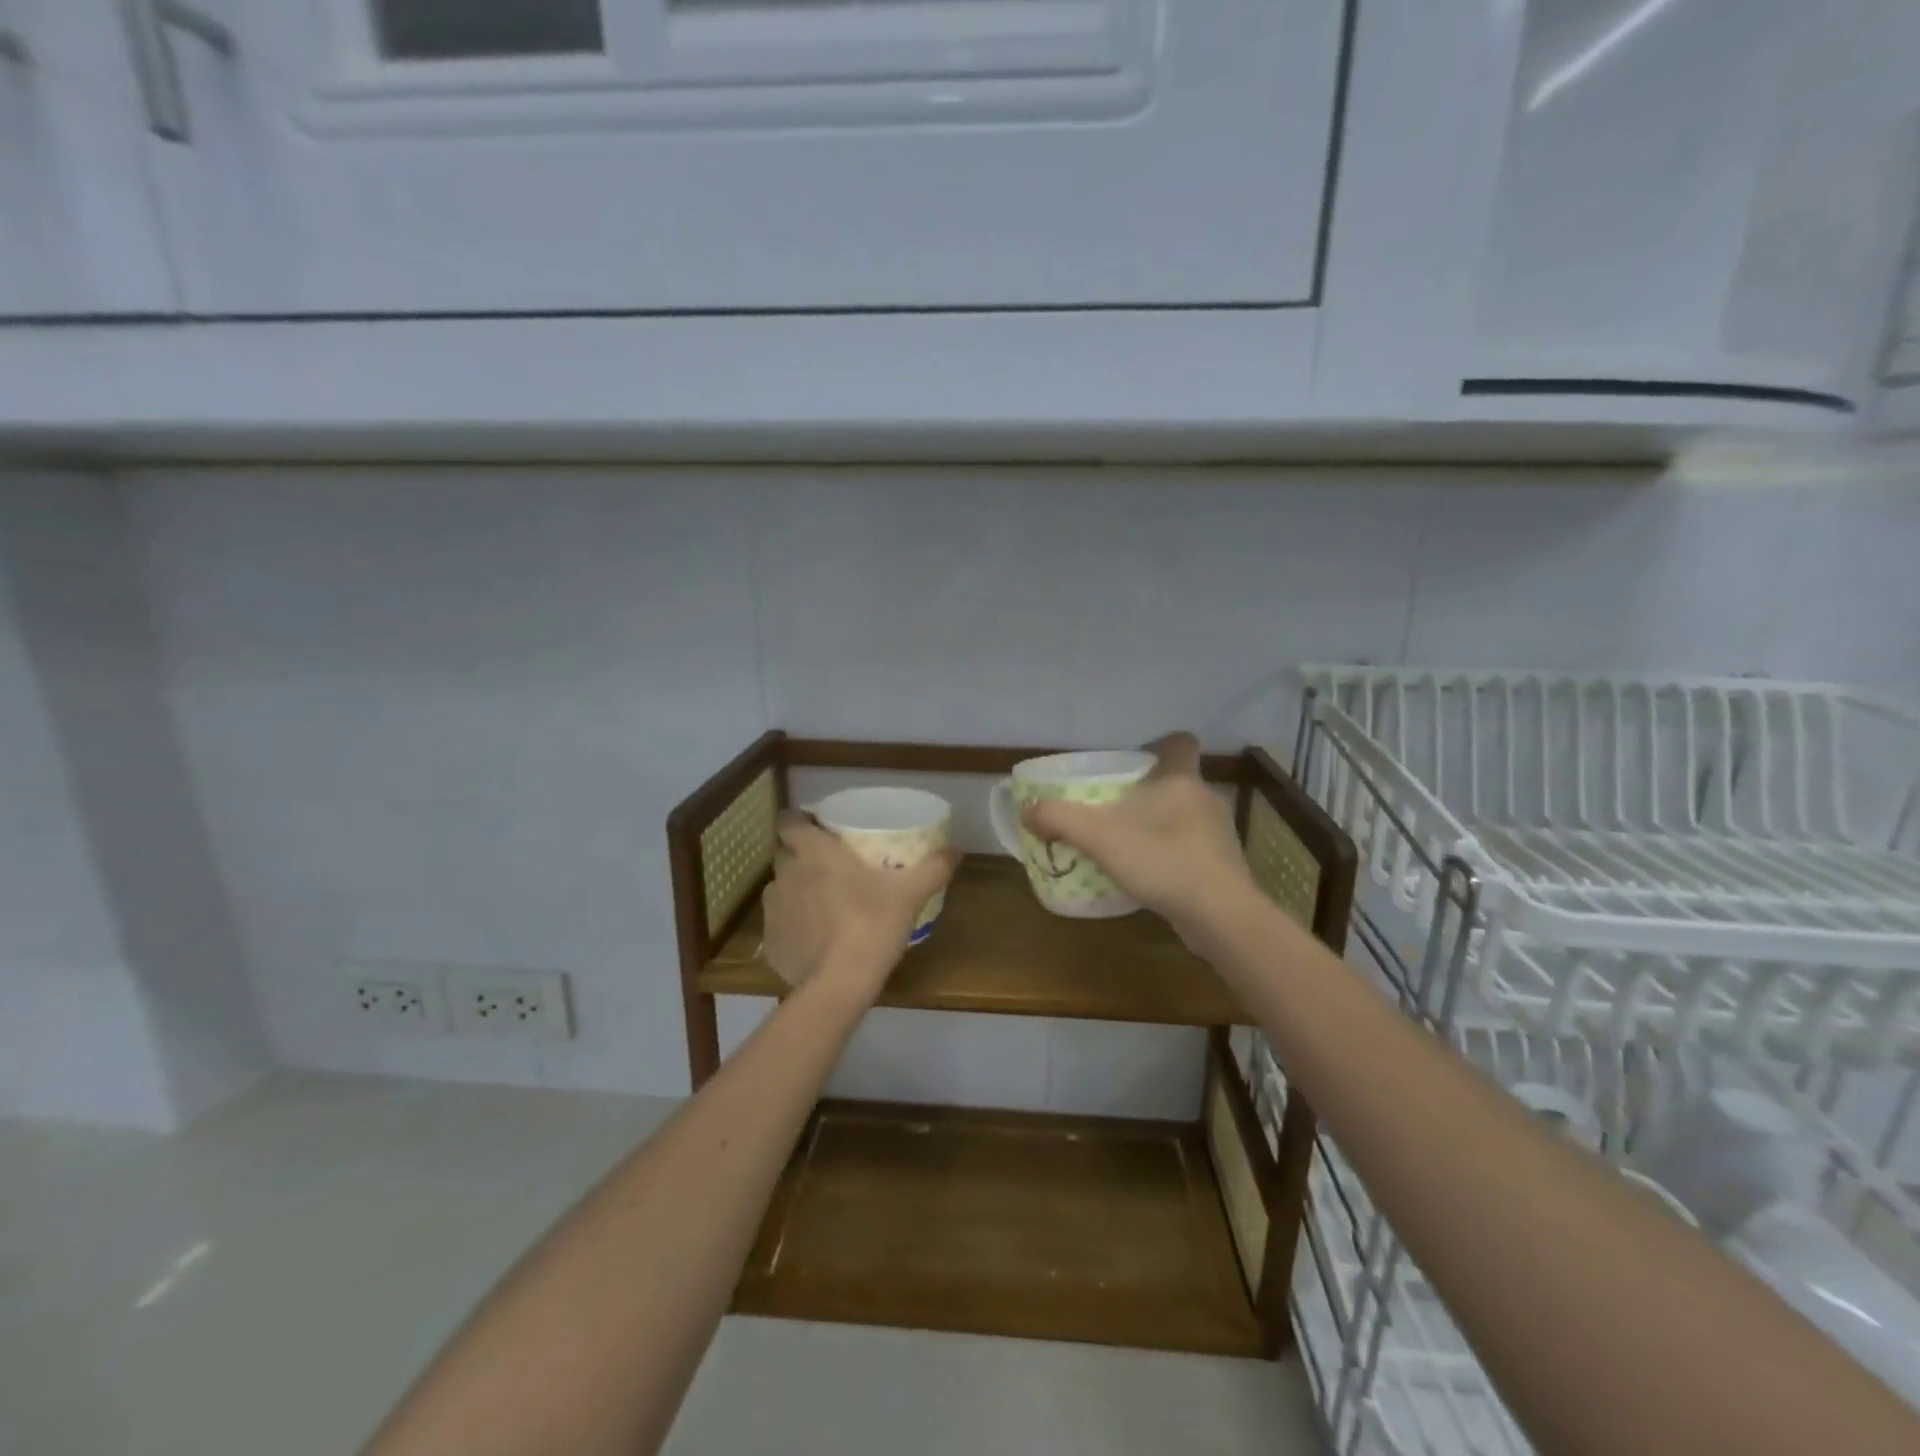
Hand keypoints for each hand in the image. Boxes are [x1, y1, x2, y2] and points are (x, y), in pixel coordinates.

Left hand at [762, 810, 960, 999]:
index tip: (817, 827)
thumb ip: (933, 867)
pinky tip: (816, 939)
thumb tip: (955, 850)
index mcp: (813, 851)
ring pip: (781, 888)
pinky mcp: (770, 942)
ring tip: (823, 904)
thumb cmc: (872, 924)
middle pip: (785, 853)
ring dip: (797, 890)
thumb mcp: (910, 893)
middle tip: (830, 866)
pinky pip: (780, 924)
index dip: (798, 820)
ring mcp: (773, 909)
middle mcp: (785, 874)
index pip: (788, 820)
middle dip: (801, 856)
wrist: (840, 984)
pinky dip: (794, 925)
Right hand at [1019, 732, 1255, 943]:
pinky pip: (1193, 848)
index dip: (1159, 745)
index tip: (1133, 761)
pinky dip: (1172, 854)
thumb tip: (1026, 809)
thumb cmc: (1162, 860)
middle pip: (1178, 780)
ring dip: (1160, 824)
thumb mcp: (1100, 836)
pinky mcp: (1224, 866)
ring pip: (1186, 816)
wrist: (1220, 915)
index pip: (1180, 743)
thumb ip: (1059, 818)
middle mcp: (1206, 798)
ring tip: (1128, 843)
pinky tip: (1150, 874)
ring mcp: (1220, 834)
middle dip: (1150, 791)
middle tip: (1116, 807)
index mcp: (1181, 778)